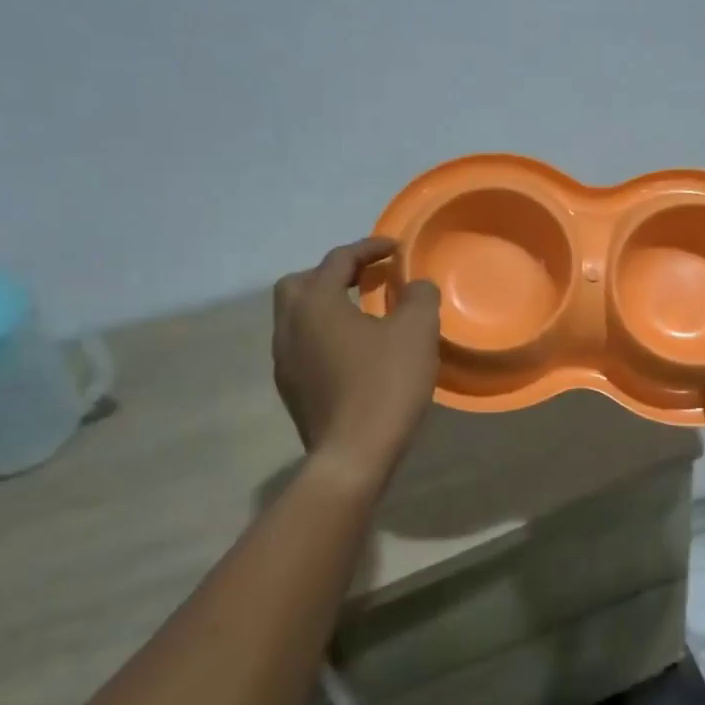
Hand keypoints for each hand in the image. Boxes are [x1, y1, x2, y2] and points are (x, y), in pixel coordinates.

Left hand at [272, 237, 441, 484]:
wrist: (353, 455)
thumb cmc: (384, 384)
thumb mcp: (417, 331)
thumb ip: (419, 297)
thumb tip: (415, 286)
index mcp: (316, 304)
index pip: (338, 260)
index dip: (369, 248)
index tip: (396, 249)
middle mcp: (289, 326)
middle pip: (301, 284)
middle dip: (332, 275)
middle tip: (366, 279)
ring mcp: (285, 361)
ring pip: (298, 317)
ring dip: (327, 306)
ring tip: (363, 314)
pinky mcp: (292, 390)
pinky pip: (304, 346)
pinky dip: (326, 335)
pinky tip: (355, 353)